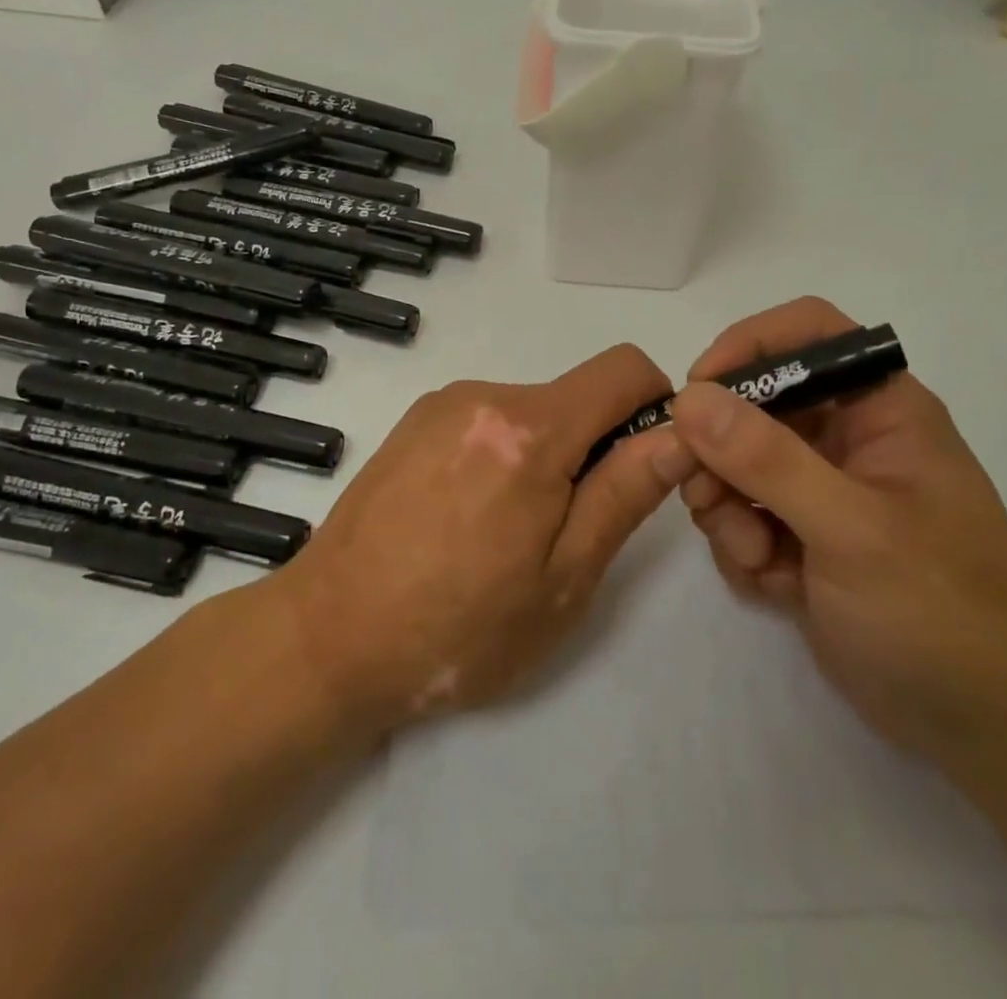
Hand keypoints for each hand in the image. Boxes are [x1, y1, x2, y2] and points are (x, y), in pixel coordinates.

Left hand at [275, 345, 694, 730]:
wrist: (327, 638)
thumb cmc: (458, 627)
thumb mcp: (563, 578)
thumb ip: (625, 493)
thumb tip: (679, 434)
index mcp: (530, 430)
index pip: (624, 368)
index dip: (655, 404)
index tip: (644, 463)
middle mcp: (485, 396)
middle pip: (576, 395)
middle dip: (593, 446)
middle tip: (566, 529)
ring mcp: (442, 405)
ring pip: (532, 411)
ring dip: (545, 455)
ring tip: (507, 533)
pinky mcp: (413, 421)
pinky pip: (487, 420)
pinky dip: (503, 454)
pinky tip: (467, 517)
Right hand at [672, 298, 1006, 772]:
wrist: (986, 730)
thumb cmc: (939, 613)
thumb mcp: (852, 529)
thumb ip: (767, 460)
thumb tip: (689, 399)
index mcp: (881, 408)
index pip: (807, 333)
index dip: (748, 346)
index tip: (698, 391)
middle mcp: (848, 436)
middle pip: (754, 401)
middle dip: (720, 451)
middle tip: (706, 497)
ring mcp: (822, 488)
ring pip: (736, 461)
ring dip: (727, 507)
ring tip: (757, 557)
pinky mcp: (803, 535)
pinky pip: (742, 512)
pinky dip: (743, 545)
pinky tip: (773, 585)